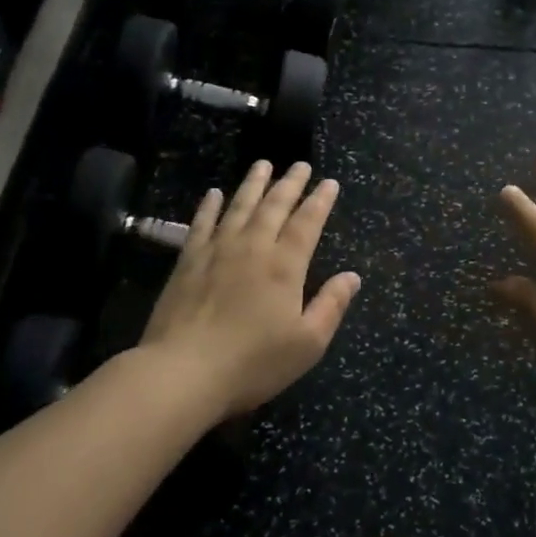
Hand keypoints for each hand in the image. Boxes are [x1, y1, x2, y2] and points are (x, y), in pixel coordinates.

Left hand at [141, 161, 360, 418]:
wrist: (183, 372)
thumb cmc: (252, 362)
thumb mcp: (307, 343)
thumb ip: (331, 305)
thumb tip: (352, 276)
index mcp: (285, 266)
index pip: (307, 223)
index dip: (320, 201)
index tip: (329, 182)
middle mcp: (253, 247)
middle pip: (274, 206)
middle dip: (290, 183)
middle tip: (300, 165)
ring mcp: (217, 250)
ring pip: (239, 206)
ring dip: (253, 184)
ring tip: (263, 164)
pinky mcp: (188, 261)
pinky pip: (202, 223)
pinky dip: (210, 206)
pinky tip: (214, 193)